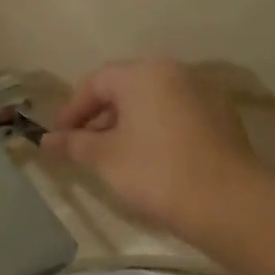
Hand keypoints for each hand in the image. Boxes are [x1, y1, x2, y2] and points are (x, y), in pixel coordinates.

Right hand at [41, 59, 258, 240]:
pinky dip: (155, 132)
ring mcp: (204, 94)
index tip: (58, 137)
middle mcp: (176, 73)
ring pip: (153, 103)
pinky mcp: (222, 119)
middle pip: (126, 89)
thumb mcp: (104, 158)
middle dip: (99, 117)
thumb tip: (46, 141)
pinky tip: (148, 162)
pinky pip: (176, 117)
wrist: (227, 201)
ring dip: (128, 125)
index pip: (96, 82)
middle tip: (82, 148)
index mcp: (144, 73)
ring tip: (112, 158)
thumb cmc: (155, 171)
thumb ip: (73, 144)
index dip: (72, 109)